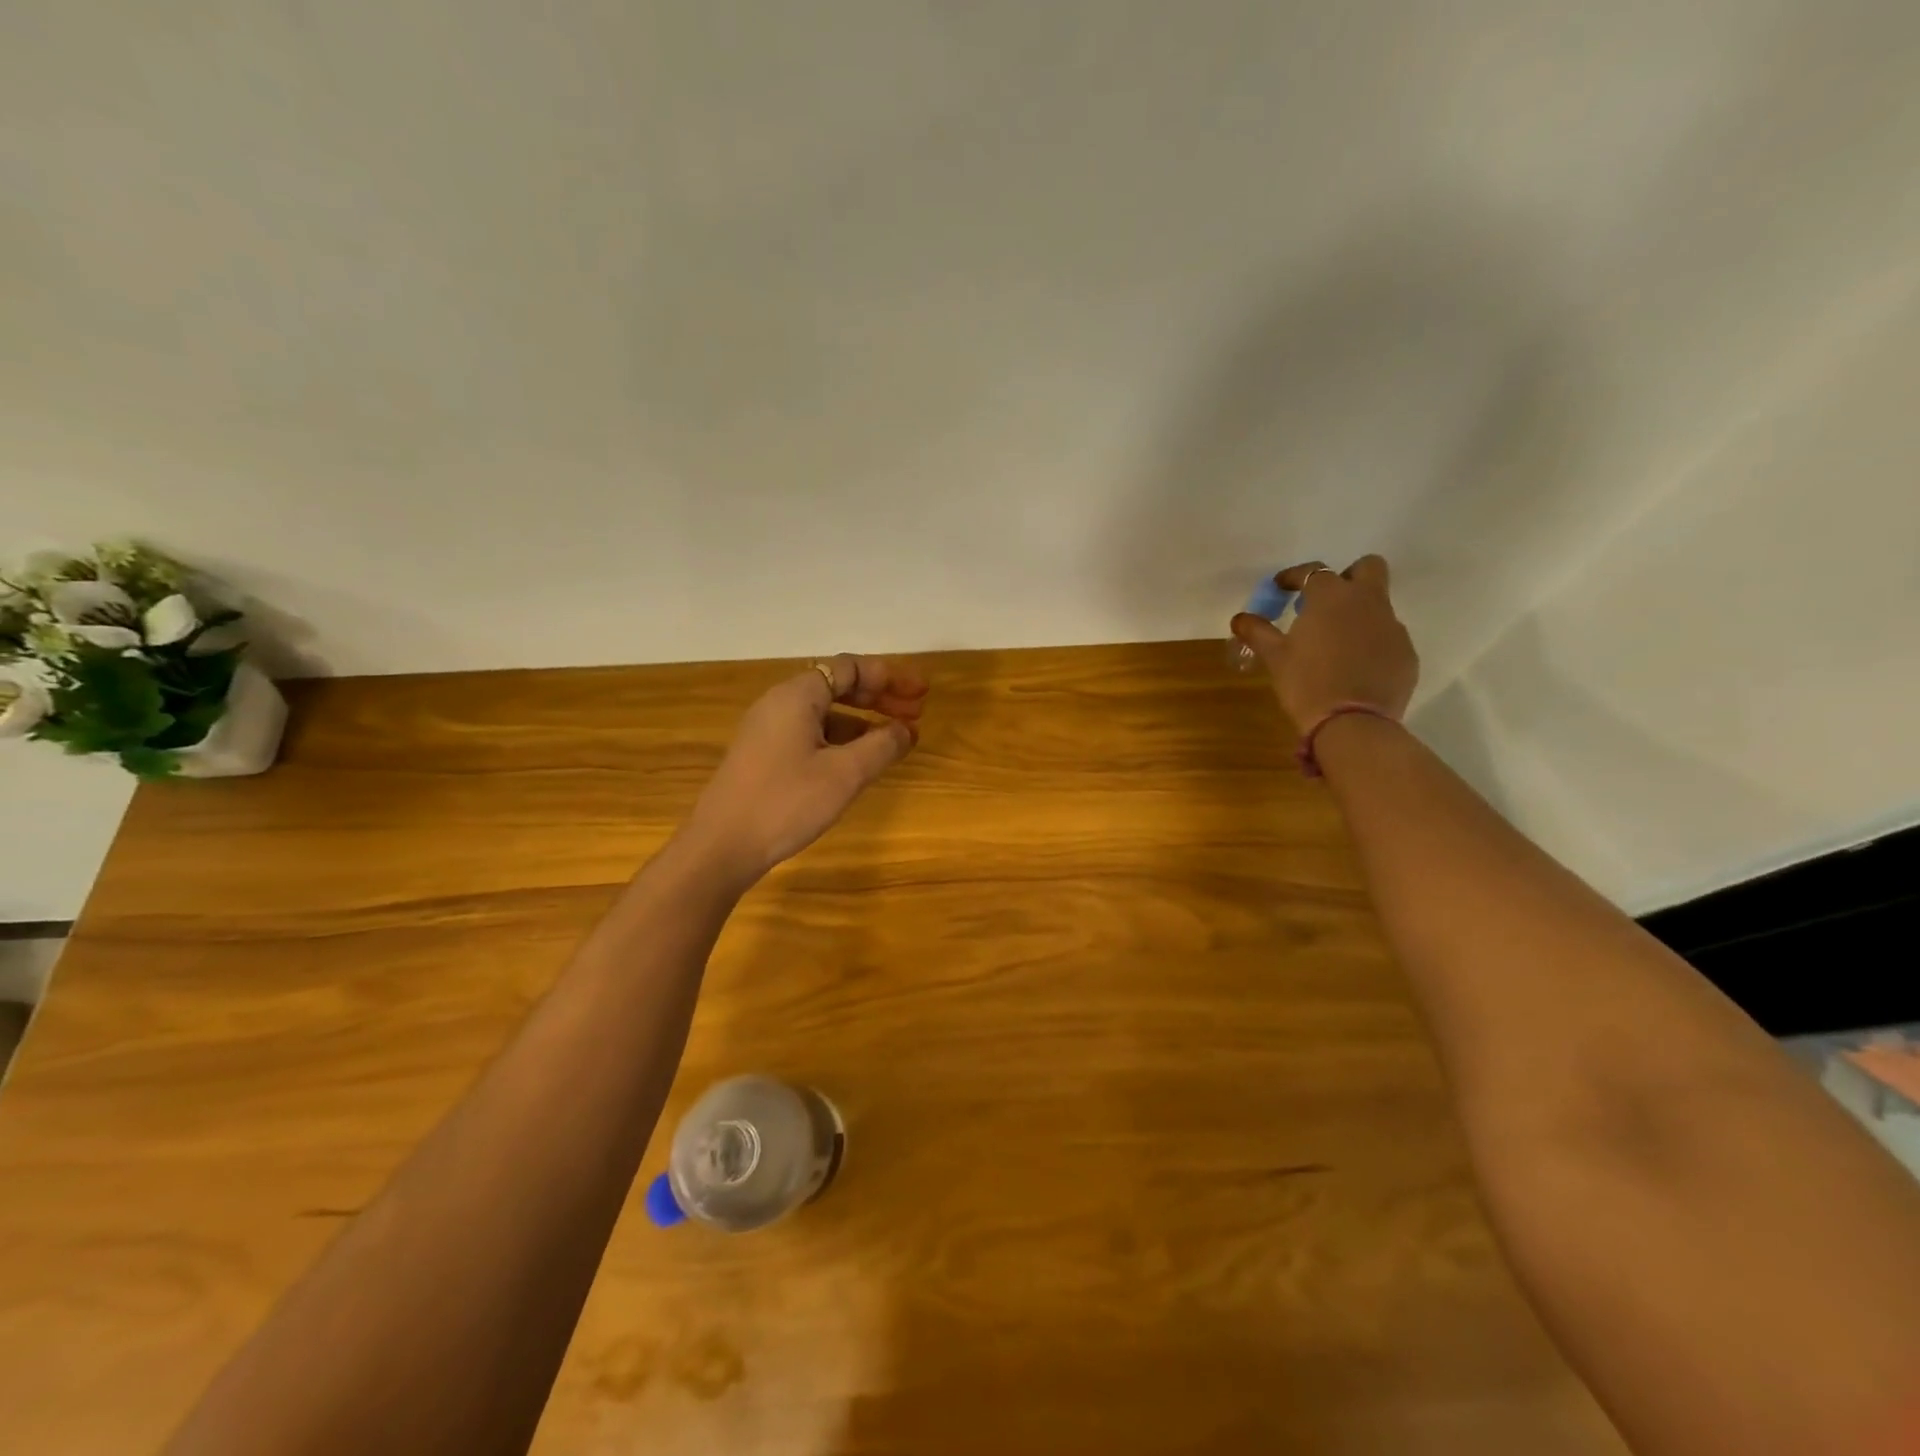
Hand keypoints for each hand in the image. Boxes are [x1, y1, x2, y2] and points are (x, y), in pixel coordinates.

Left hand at [682, 654, 927, 887]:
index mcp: (797, 696)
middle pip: (838, 686)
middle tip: (917, 713)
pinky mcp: (765, 755)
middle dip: (881, 696)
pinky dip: (843, 738)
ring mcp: (769, 730)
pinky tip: (861, 759)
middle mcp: (780, 703)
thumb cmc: (786, 802)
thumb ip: (882, 746)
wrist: (722, 846)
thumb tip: (906, 730)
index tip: (921, 693)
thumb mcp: (844, 774)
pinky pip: (812, 733)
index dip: (890, 676)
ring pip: (826, 712)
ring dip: (864, 719)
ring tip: (897, 738)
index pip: (850, 668)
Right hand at [1231, 556, 1418, 733]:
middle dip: (1347, 577)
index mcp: (1331, 597)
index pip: (1313, 571)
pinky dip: (1371, 643)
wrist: (1353, 724)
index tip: (1281, 588)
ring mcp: (1392, 627)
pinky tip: (1354, 667)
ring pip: (1378, 605)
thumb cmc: (1306, 683)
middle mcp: (1368, 602)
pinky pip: (1387, 637)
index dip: (1294, 576)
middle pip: (1367, 568)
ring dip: (1358, 614)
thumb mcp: (1275, 657)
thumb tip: (1240, 618)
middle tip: (1324, 603)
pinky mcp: (1406, 653)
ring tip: (1335, 643)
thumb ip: (1258, 632)